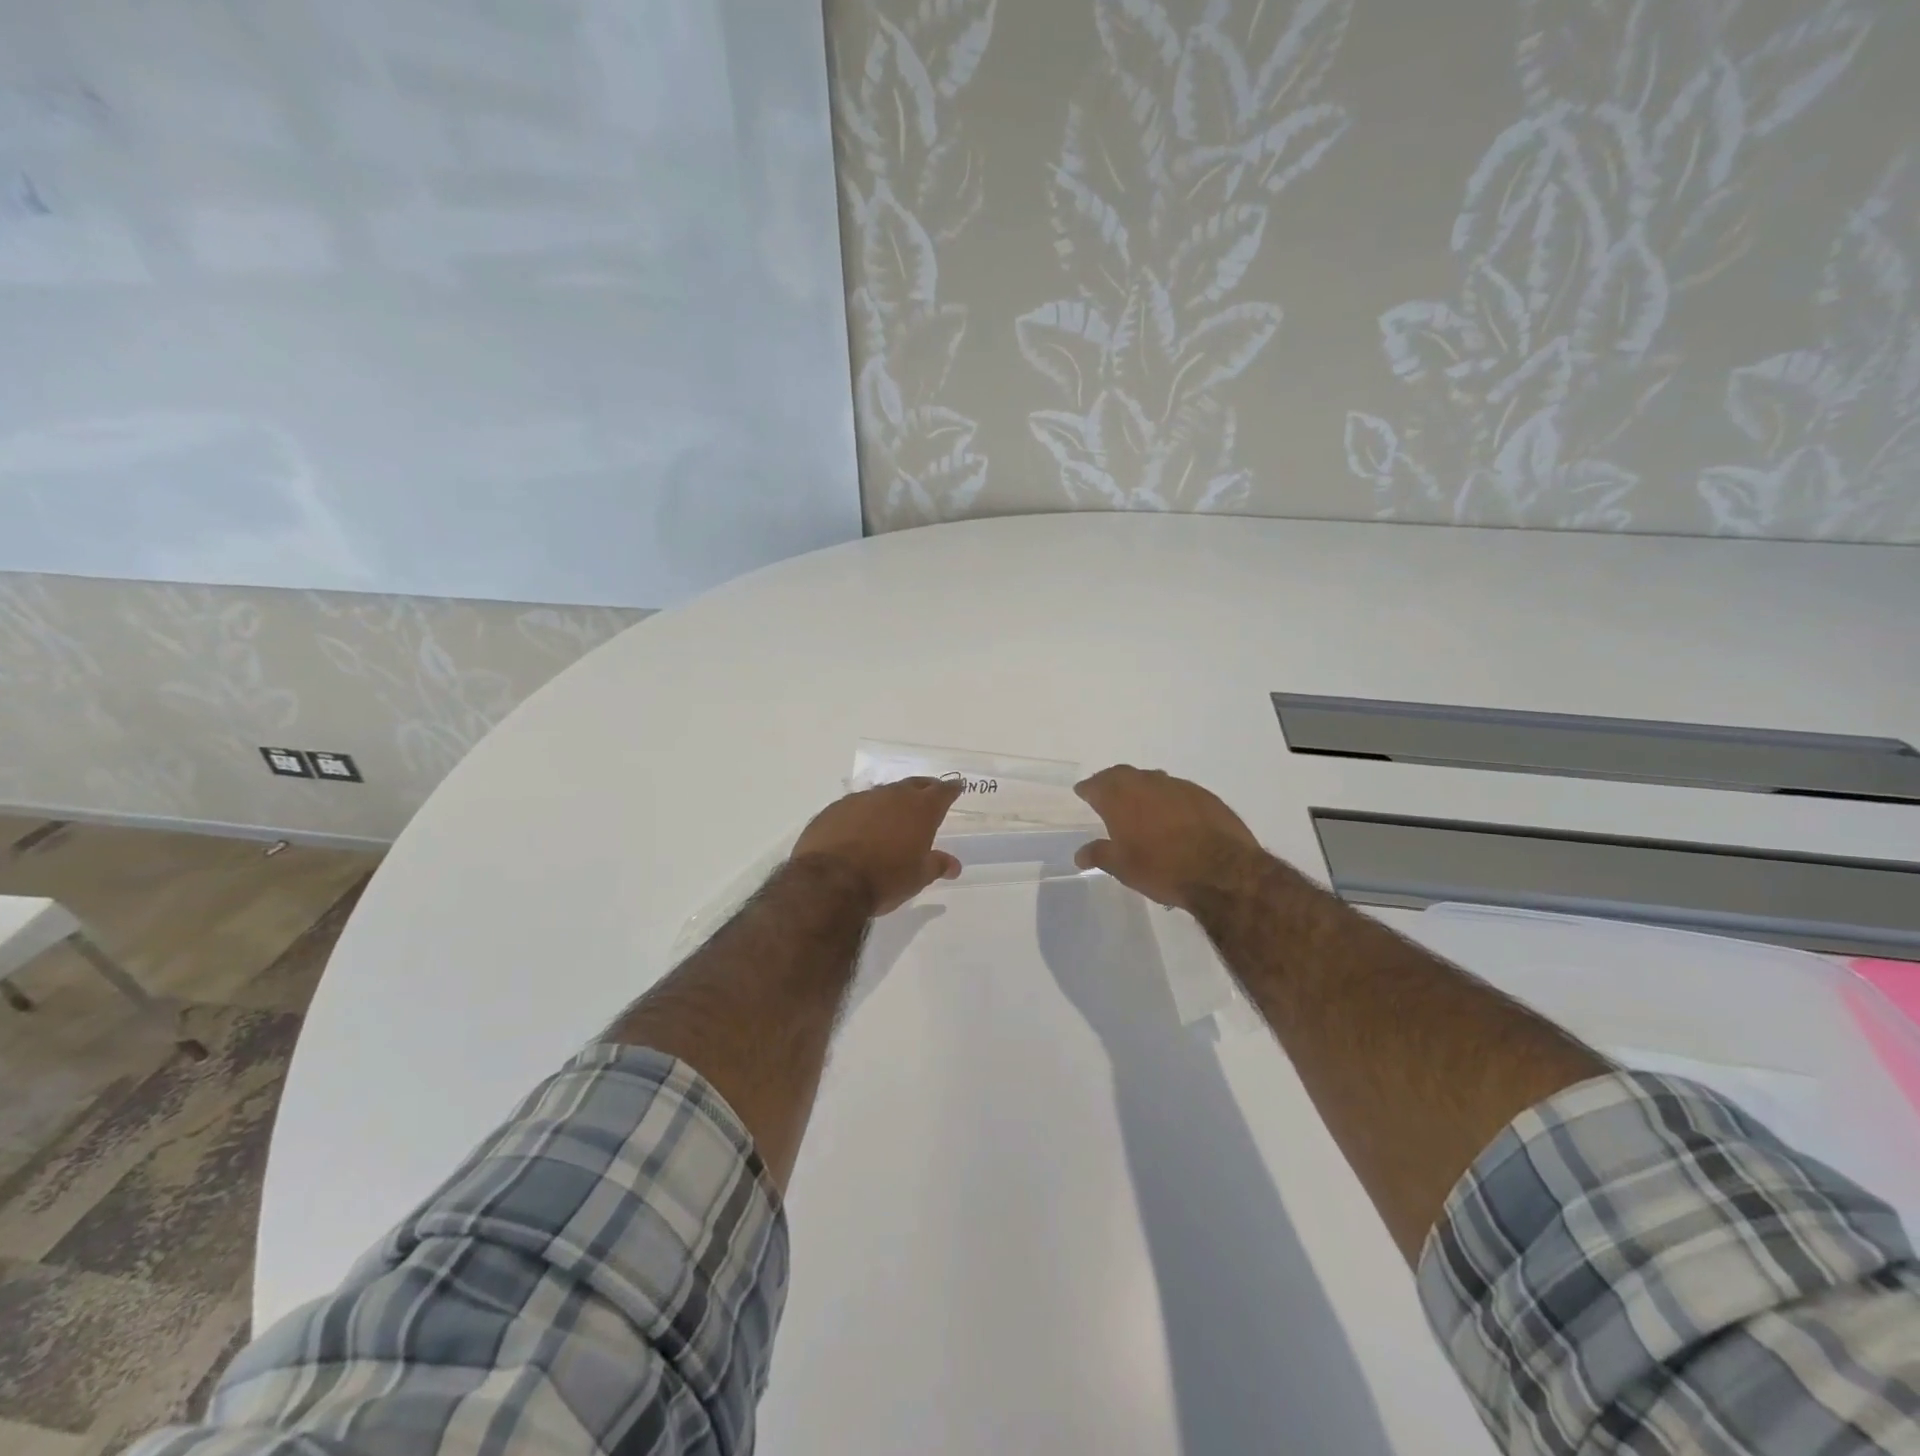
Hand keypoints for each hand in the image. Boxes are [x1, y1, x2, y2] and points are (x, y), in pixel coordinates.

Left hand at [791, 778, 963, 915]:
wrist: (829, 882)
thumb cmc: (885, 879)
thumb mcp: (918, 877)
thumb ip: (937, 865)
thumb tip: (954, 864)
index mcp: (920, 809)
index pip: (942, 791)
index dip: (950, 790)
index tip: (956, 787)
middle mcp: (892, 796)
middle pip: (913, 785)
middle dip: (923, 789)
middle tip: (928, 794)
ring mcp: (860, 799)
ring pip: (882, 794)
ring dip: (890, 802)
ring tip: (892, 815)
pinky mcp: (834, 809)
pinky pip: (856, 806)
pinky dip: (863, 813)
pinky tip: (860, 827)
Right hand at [1073, 765, 1262, 911]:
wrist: (1223, 871)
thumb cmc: (1162, 869)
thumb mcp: (1123, 868)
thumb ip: (1100, 855)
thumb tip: (1080, 854)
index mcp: (1121, 798)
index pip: (1096, 785)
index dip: (1088, 789)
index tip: (1082, 792)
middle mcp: (1147, 784)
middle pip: (1123, 775)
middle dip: (1112, 782)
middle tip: (1107, 794)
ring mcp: (1178, 786)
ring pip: (1152, 780)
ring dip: (1142, 788)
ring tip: (1140, 806)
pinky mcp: (1204, 795)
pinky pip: (1177, 790)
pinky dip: (1168, 799)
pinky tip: (1172, 816)